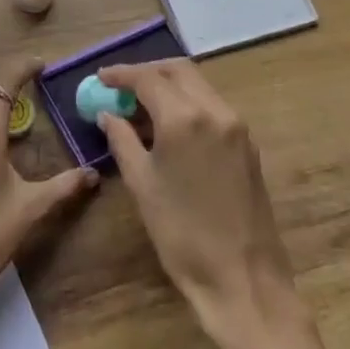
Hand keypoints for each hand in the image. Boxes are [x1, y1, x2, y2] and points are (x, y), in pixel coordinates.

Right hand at [99, 59, 349, 348]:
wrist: (242, 277)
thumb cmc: (181, 234)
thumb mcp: (141, 184)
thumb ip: (122, 140)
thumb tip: (109, 114)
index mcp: (185, 118)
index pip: (148, 78)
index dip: (121, 74)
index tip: (101, 78)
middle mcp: (215, 110)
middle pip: (178, 71)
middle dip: (147, 72)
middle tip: (121, 86)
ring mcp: (237, 126)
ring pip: (199, 85)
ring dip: (169, 85)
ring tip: (141, 105)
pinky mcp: (248, 144)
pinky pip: (213, 105)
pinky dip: (188, 102)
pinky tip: (169, 124)